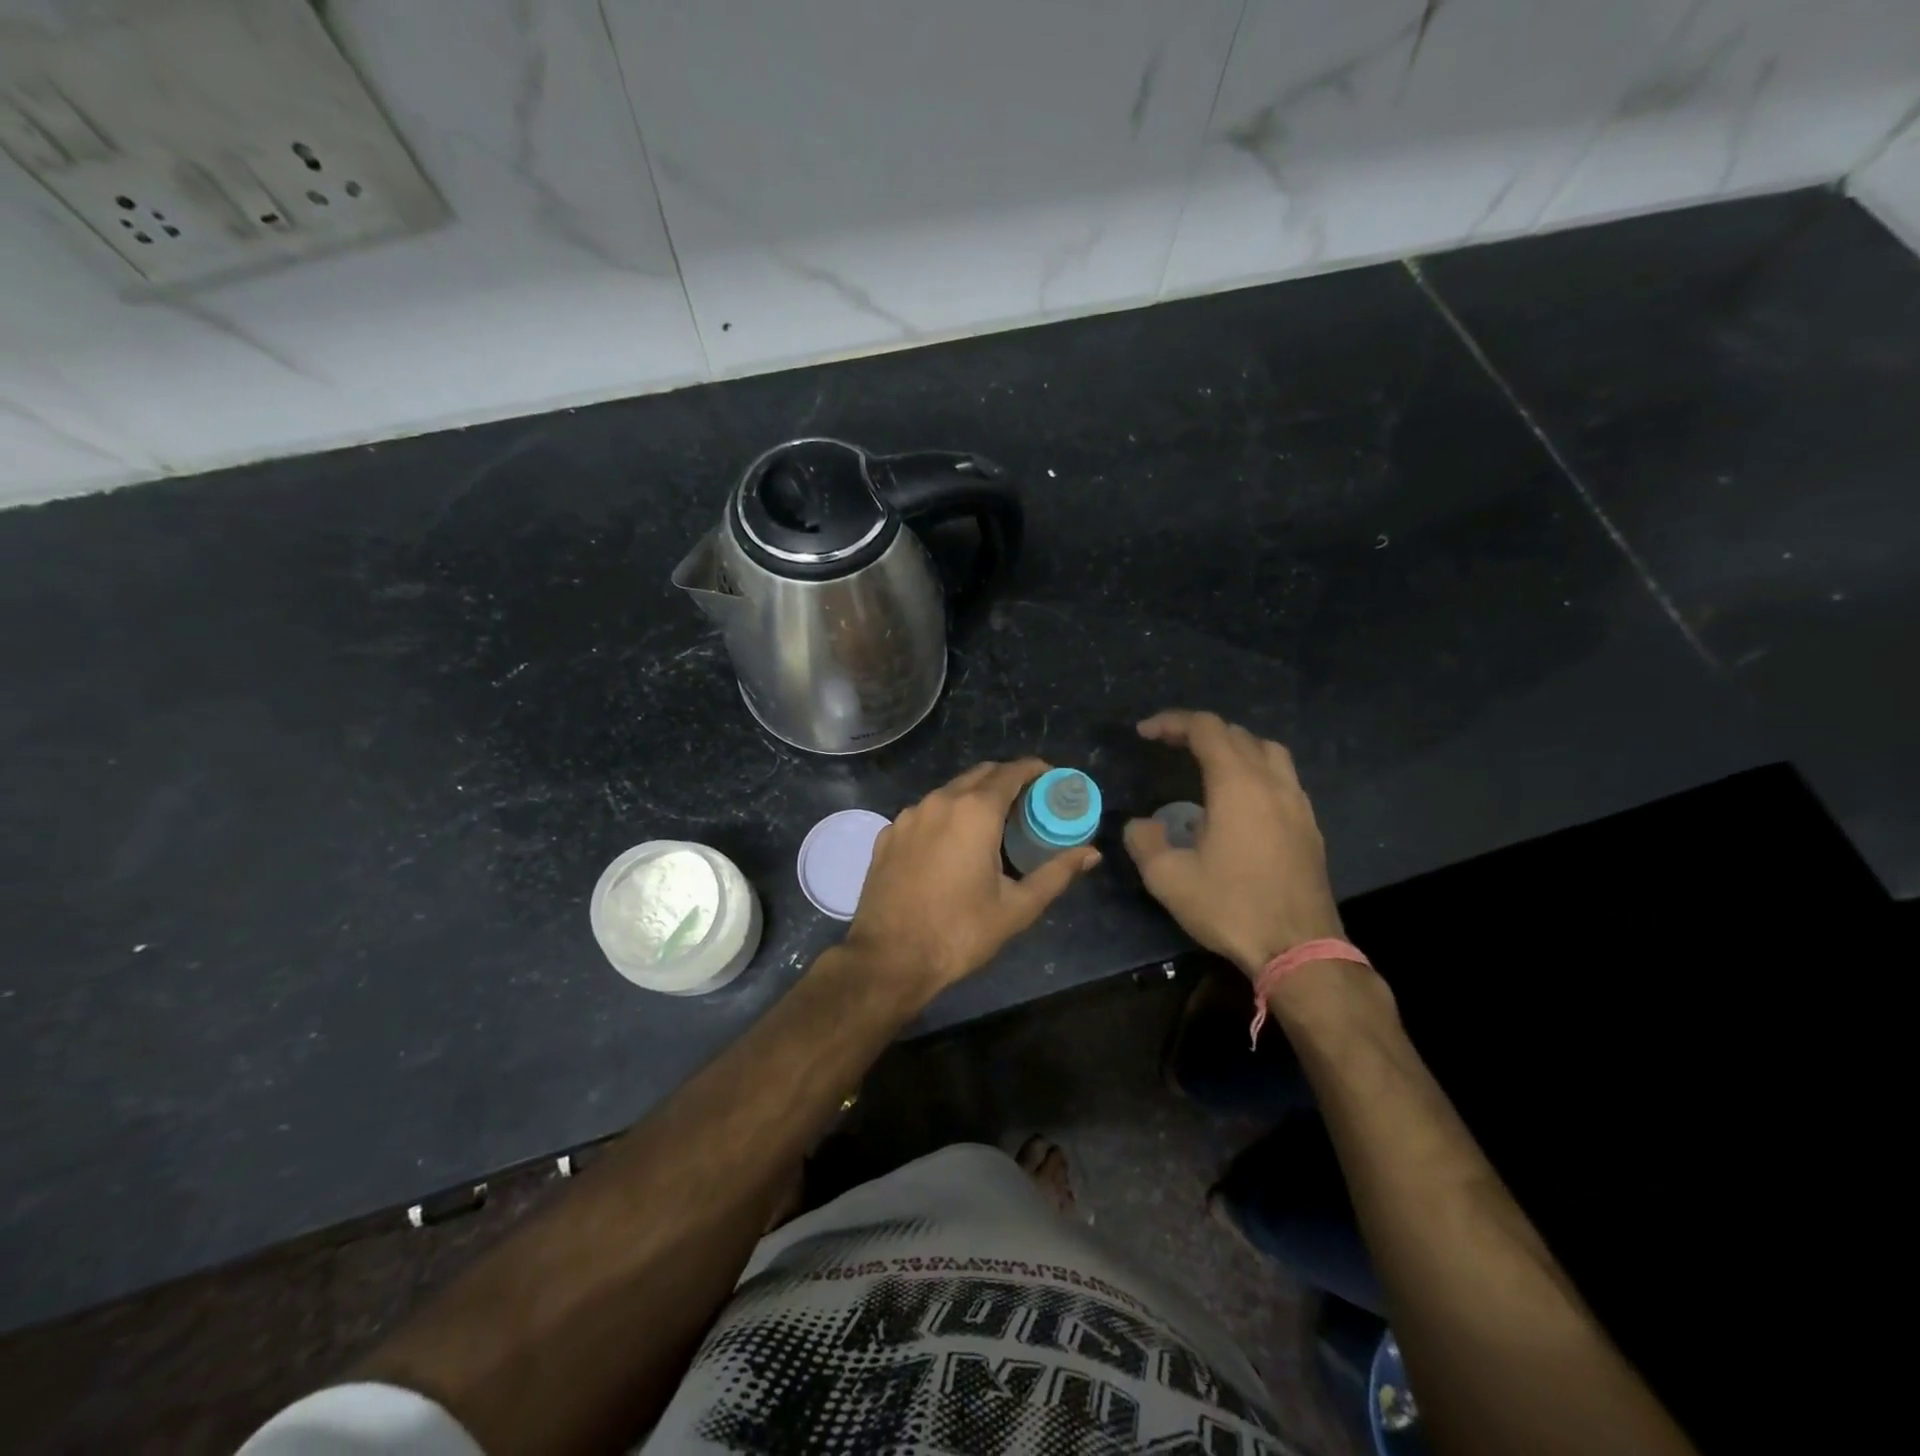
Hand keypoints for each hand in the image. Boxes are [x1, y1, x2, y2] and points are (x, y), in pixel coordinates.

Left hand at [846, 759, 1100, 996]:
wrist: (889, 958)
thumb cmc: (959, 931)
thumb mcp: (1017, 907)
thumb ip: (1056, 873)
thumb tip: (1091, 853)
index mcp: (975, 811)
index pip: (1011, 771)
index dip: (1035, 770)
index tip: (1052, 779)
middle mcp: (939, 801)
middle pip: (980, 774)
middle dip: (1007, 780)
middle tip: (1028, 803)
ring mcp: (908, 816)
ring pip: (949, 791)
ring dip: (974, 797)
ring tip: (992, 824)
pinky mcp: (888, 834)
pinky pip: (924, 813)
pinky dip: (945, 817)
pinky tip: (951, 845)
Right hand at [1122, 711, 1343, 978]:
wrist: (1299, 949)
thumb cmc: (1231, 907)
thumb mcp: (1169, 879)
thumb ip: (1144, 842)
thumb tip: (1140, 825)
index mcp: (1237, 784)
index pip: (1205, 728)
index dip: (1171, 722)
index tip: (1145, 733)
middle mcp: (1272, 782)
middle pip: (1237, 734)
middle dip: (1199, 731)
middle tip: (1169, 745)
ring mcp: (1297, 803)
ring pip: (1268, 751)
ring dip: (1234, 747)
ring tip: (1208, 764)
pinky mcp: (1310, 826)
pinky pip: (1282, 779)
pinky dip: (1256, 772)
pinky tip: (1241, 802)